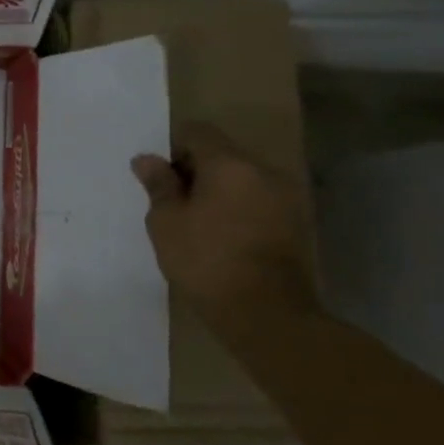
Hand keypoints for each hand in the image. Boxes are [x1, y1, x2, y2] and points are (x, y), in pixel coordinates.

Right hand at [131, 123, 317, 333]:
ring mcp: (286, 196)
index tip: (161, 180)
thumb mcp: (166, 222)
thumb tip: (147, 159)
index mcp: (230, 164)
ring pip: (243, 179)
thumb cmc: (205, 260)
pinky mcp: (296, 222)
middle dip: (196, 171)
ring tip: (198, 225)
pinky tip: (224, 238)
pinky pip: (259, 201)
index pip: (198, 132)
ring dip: (219, 191)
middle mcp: (264, 171)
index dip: (174, 149)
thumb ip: (158, 185)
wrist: (264, 311)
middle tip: (174, 205)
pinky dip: (239, 209)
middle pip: (223, 154)